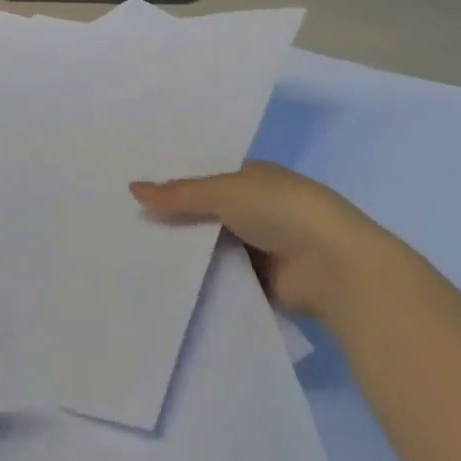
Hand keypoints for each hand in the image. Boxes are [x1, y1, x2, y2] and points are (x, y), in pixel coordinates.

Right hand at [131, 162, 387, 317]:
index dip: (174, 182)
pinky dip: (202, 279)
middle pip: (206, 212)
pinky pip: (223, 277)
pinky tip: (166, 282)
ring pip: (213, 246)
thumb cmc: (281, 209)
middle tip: (126, 222)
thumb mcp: (224, 192)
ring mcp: (260, 247)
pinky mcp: (262, 283)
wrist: (335, 267)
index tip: (135, 189)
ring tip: (135, 253)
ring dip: (188, 251)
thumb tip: (132, 188)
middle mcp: (255, 208)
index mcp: (251, 176)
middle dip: (176, 218)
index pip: (204, 176)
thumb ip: (179, 194)